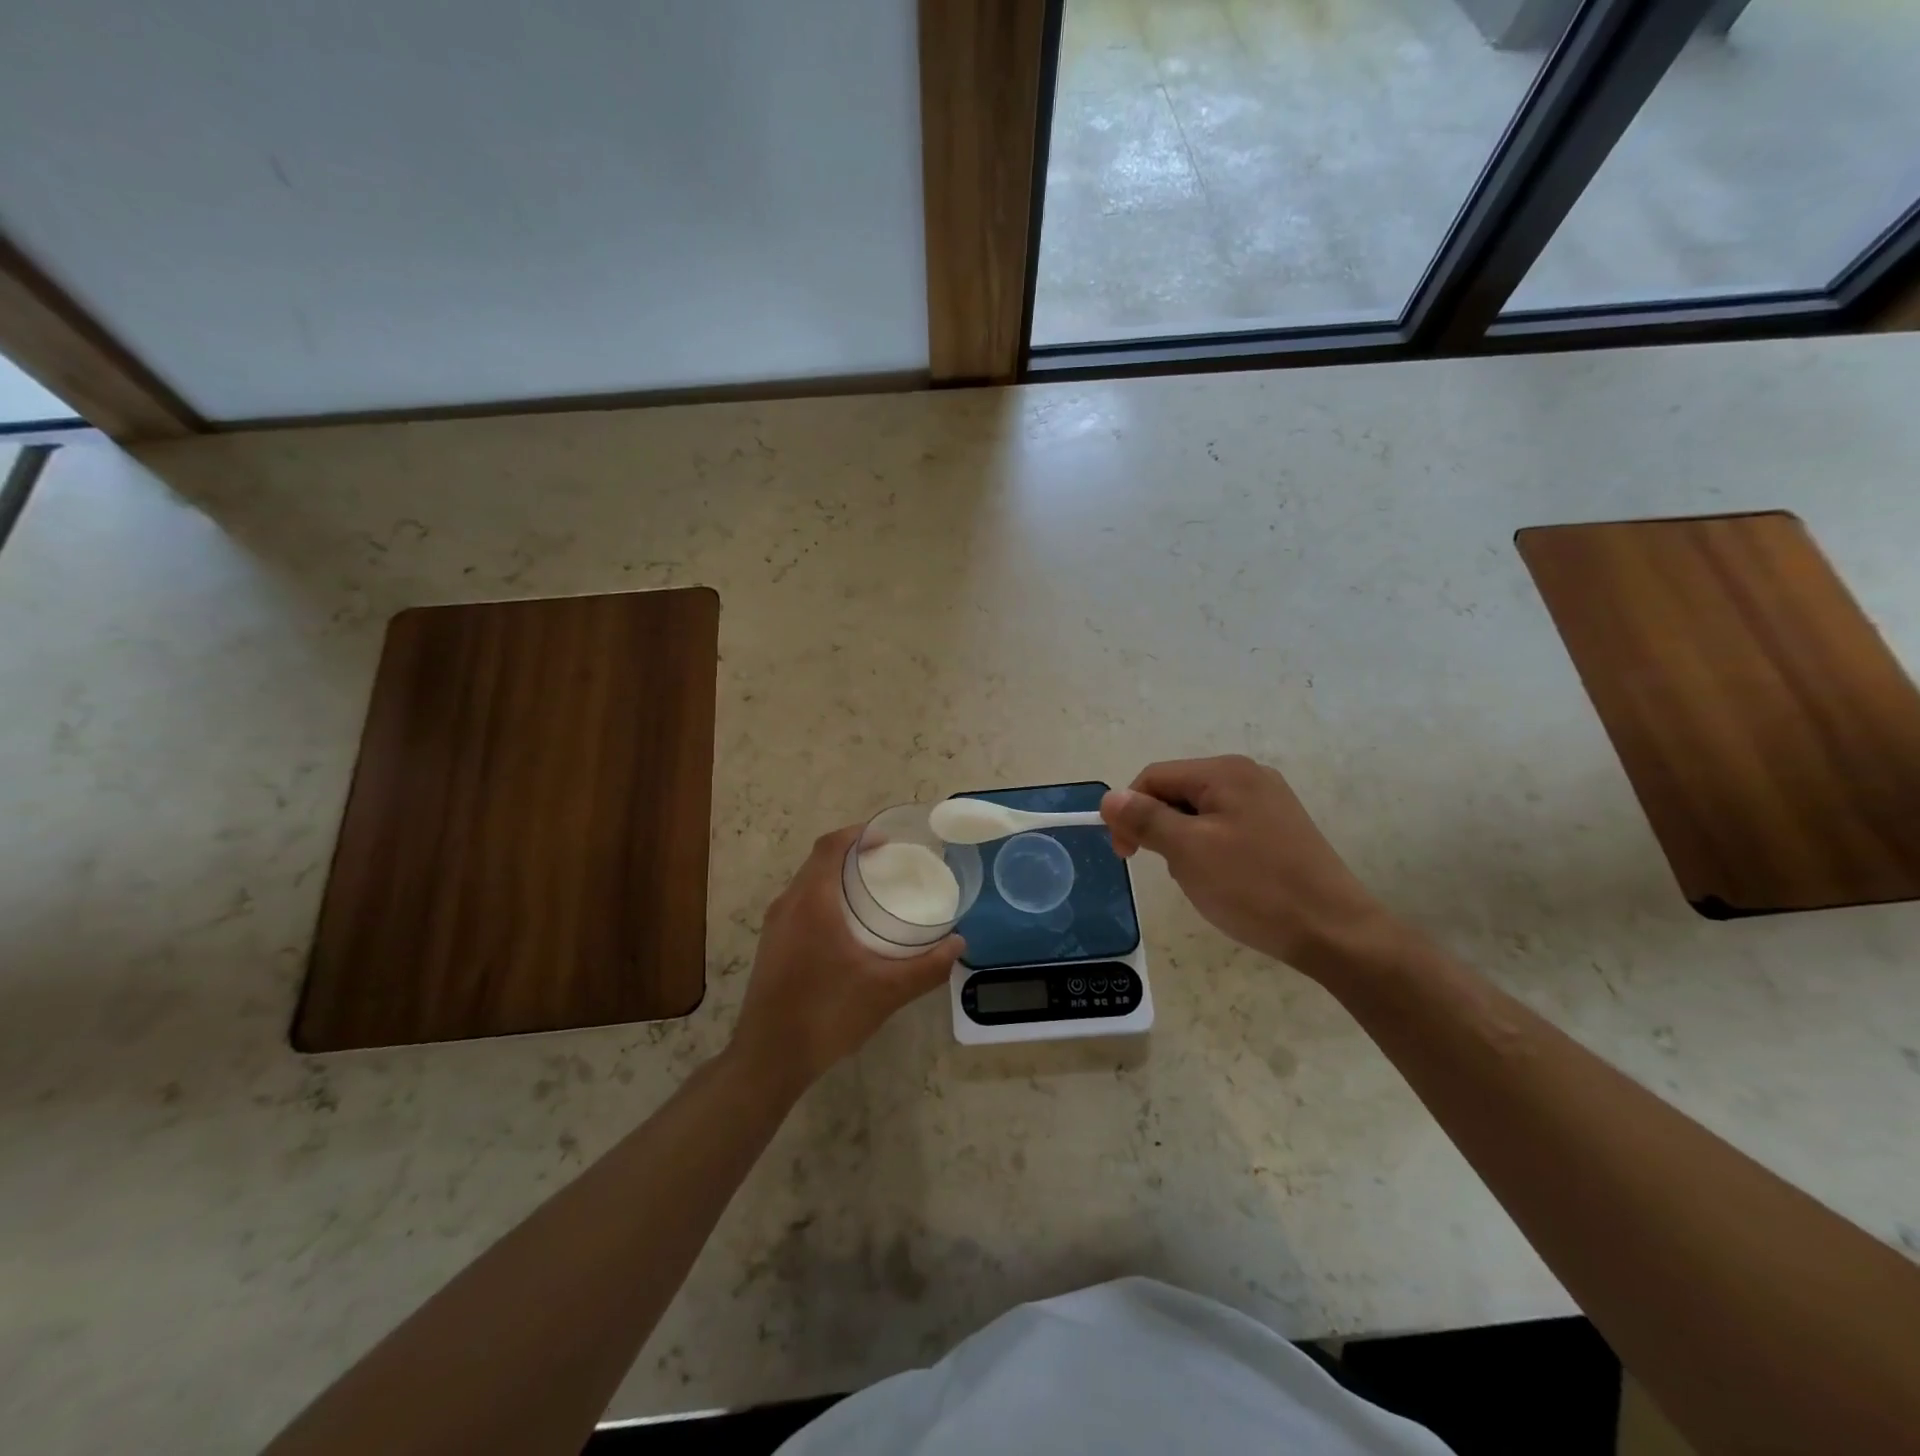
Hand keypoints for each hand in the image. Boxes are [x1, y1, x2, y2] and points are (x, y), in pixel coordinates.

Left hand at [730, 826, 964, 1093]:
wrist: (769, 1058)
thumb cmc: (827, 1013)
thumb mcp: (886, 991)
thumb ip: (926, 966)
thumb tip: (958, 944)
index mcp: (813, 902)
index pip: (830, 846)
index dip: (858, 834)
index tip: (887, 839)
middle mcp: (788, 904)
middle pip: (818, 860)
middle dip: (850, 853)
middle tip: (886, 862)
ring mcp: (775, 926)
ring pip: (806, 883)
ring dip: (835, 876)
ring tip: (869, 890)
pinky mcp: (771, 946)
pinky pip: (798, 904)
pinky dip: (823, 898)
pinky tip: (845, 926)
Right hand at [1101, 755, 1400, 979]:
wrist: (1335, 932)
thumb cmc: (1255, 888)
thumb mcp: (1188, 852)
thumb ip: (1145, 819)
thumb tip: (1109, 797)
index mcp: (1226, 772)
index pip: (1154, 777)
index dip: (1129, 811)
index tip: (1125, 856)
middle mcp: (1248, 776)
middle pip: (1178, 792)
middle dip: (1160, 828)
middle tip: (1166, 870)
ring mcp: (1269, 802)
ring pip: (1200, 813)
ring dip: (1184, 842)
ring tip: (1198, 879)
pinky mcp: (1280, 828)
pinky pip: (1226, 828)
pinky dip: (1210, 849)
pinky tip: (1223, 880)